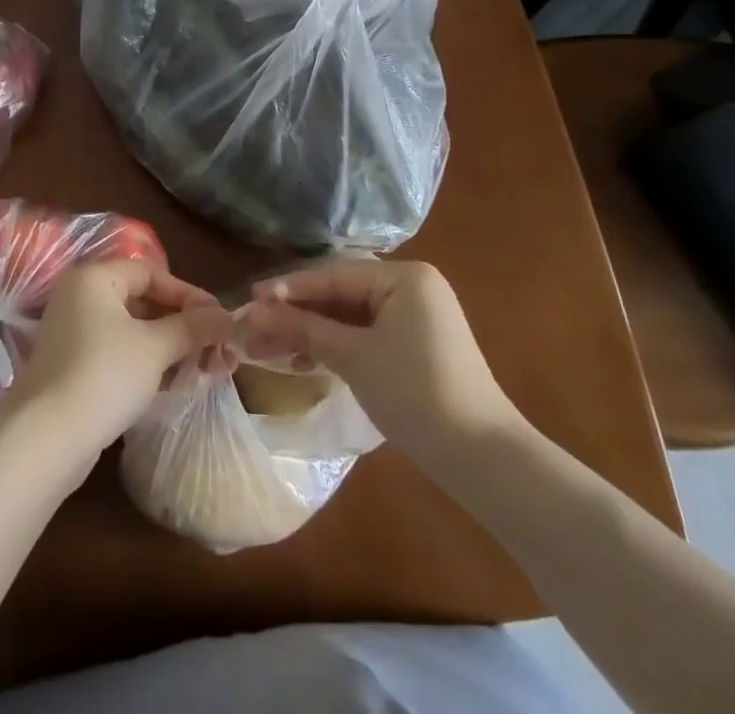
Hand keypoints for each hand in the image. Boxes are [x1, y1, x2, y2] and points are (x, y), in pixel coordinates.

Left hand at [9, 259, 228, 464]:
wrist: (46, 439)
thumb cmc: (104, 375)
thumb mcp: (155, 348)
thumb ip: (192, 328)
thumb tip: (227, 317)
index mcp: (95, 278)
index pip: (151, 272)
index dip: (188, 294)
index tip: (218, 319)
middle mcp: (80, 297)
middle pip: (142, 300)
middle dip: (181, 324)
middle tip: (215, 347)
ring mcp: (73, 333)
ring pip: (132, 330)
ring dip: (168, 347)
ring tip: (203, 369)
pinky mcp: (73, 366)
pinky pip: (118, 353)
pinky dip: (146, 363)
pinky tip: (174, 384)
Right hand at [239, 259, 524, 462]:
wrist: (484, 459)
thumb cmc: (417, 394)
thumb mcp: (354, 358)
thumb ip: (303, 329)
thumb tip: (254, 313)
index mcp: (404, 277)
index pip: (333, 276)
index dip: (288, 289)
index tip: (250, 299)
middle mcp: (411, 288)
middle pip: (339, 295)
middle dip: (296, 315)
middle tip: (254, 328)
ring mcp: (415, 319)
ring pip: (349, 318)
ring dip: (311, 333)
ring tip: (269, 349)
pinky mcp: (414, 348)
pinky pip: (364, 336)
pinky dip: (335, 347)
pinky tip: (304, 360)